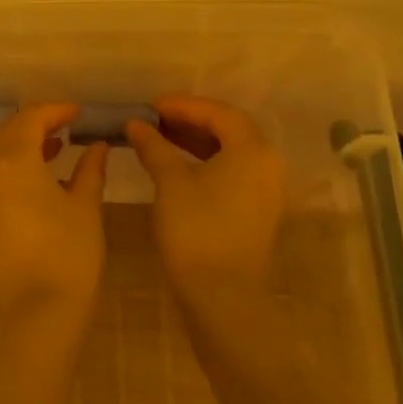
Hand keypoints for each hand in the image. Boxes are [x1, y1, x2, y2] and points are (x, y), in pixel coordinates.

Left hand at [0, 104, 107, 328]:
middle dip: (35, 122)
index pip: (30, 119)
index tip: (78, 111)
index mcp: (15, 161)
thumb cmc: (68, 254)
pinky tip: (44, 176)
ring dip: (25, 143)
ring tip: (58, 145)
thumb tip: (98, 145)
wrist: (39, 313)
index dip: (54, 110)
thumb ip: (90, 170)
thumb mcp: (85, 206)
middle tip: (65, 123)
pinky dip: (17, 164)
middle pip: (9, 131)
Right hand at [126, 95, 283, 303]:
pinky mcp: (258, 211)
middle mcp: (267, 164)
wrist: (221, 298)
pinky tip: (178, 166)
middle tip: (154, 120)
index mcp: (252, 150)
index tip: (150, 106)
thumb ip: (153, 146)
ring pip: (231, 152)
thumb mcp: (170, 182)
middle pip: (228, 129)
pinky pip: (233, 172)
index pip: (217, 112)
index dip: (182, 105)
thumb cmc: (196, 230)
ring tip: (160, 139)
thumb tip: (135, 123)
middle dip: (190, 120)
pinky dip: (206, 162)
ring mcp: (266, 190)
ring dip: (197, 141)